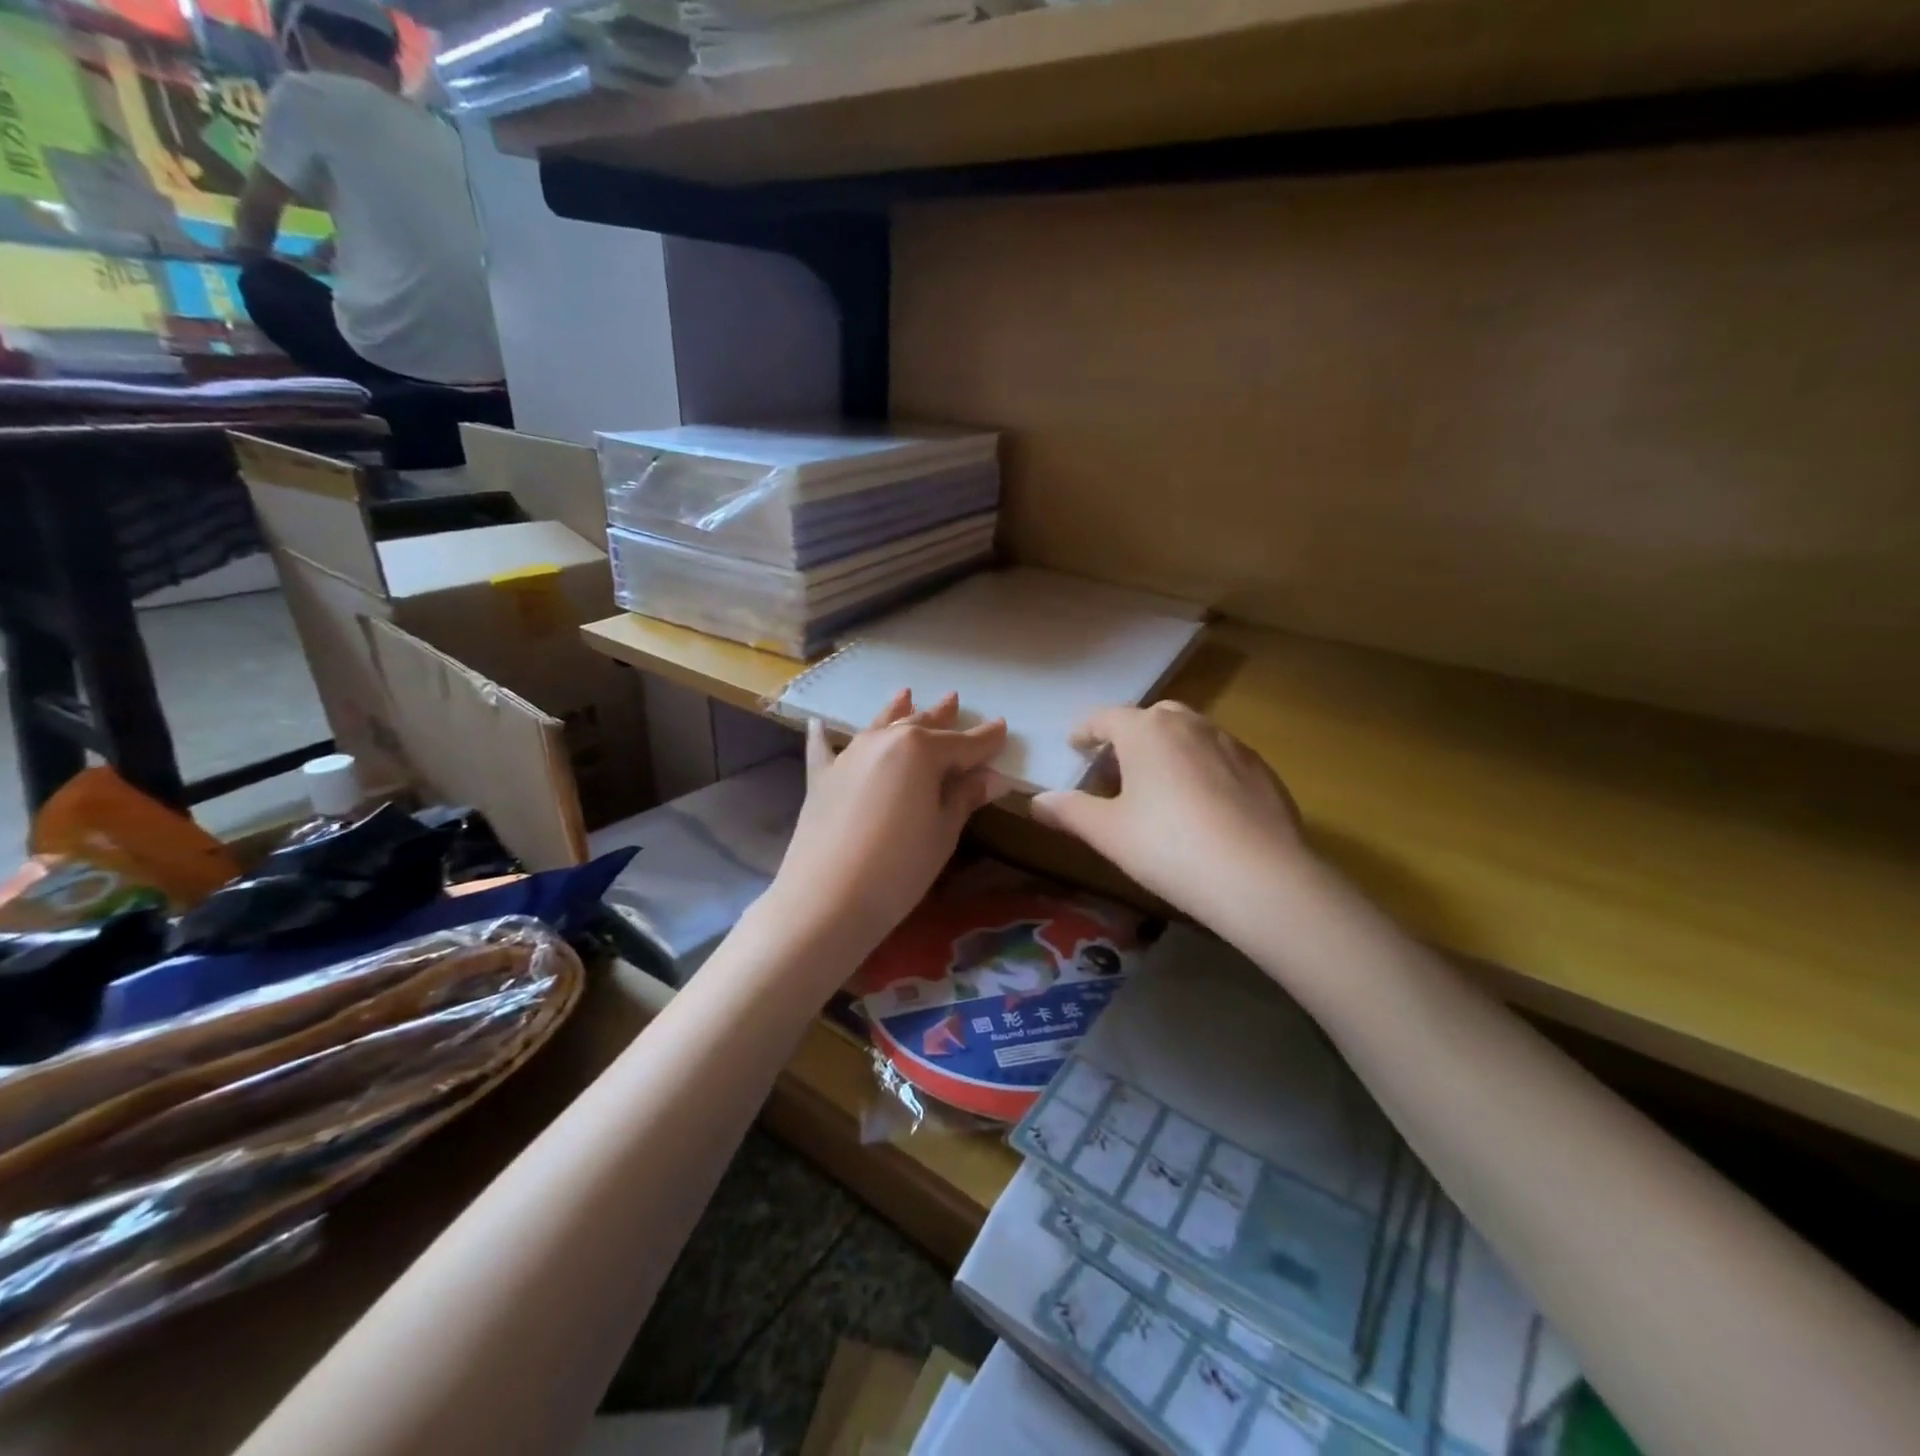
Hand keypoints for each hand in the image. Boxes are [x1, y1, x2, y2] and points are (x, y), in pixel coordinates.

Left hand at [764, 691, 1006, 965]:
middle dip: (941, 716)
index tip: (1002, 727)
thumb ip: (964, 797)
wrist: (828, 898)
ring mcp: (848, 756)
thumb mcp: (942, 832)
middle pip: (920, 726)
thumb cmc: (899, 867)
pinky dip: (824, 736)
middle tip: (955, 700)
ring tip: (907, 695)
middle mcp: (884, 742)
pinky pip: (824, 749)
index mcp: (921, 751)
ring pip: (879, 727)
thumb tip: (993, 777)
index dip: (986, 739)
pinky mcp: (821, 778)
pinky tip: (818, 723)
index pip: (964, 744)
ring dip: (896, 712)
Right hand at [1030, 702, 1304, 919]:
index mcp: (1146, 731)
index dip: (1085, 731)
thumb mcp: (1108, 833)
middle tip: (1116, 767)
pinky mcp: (1263, 770)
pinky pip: (1221, 758)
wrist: (1261, 877)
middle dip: (1129, 736)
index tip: (1074, 745)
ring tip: (1159, 786)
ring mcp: (1232, 744)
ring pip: (1190, 734)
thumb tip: (1036, 802)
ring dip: (1168, 750)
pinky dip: (1202, 769)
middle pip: (1151, 718)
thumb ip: (1069, 811)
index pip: (1105, 717)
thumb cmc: (1169, 847)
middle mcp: (1190, 724)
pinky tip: (1203, 807)